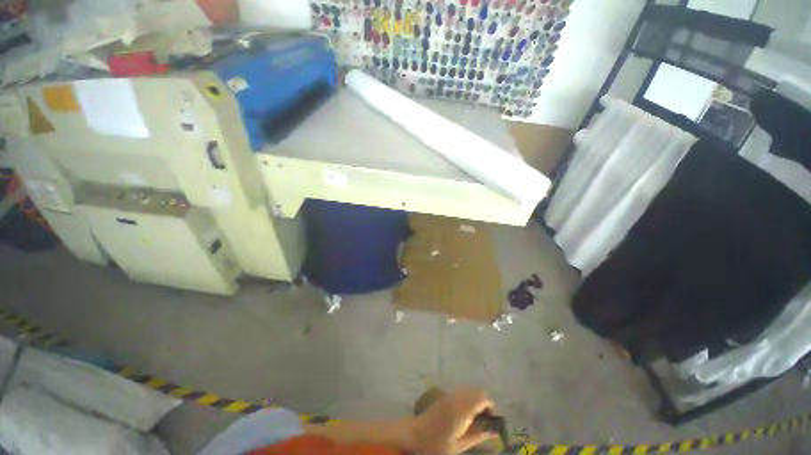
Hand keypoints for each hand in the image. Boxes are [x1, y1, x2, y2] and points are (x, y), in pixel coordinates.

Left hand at [407, 388, 497, 453]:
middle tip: (485, 424)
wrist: (414, 435)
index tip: (492, 424)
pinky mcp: (445, 396)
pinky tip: (465, 417)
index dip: (491, 408)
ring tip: (476, 422)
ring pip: (470, 391)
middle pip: (478, 391)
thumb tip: (494, 430)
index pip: (483, 398)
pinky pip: (463, 393)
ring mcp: (450, 395)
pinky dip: (469, 401)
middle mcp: (457, 397)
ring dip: (477, 402)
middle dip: (485, 405)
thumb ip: (477, 435)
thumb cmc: (436, 444)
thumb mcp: (459, 445)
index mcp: (462, 408)